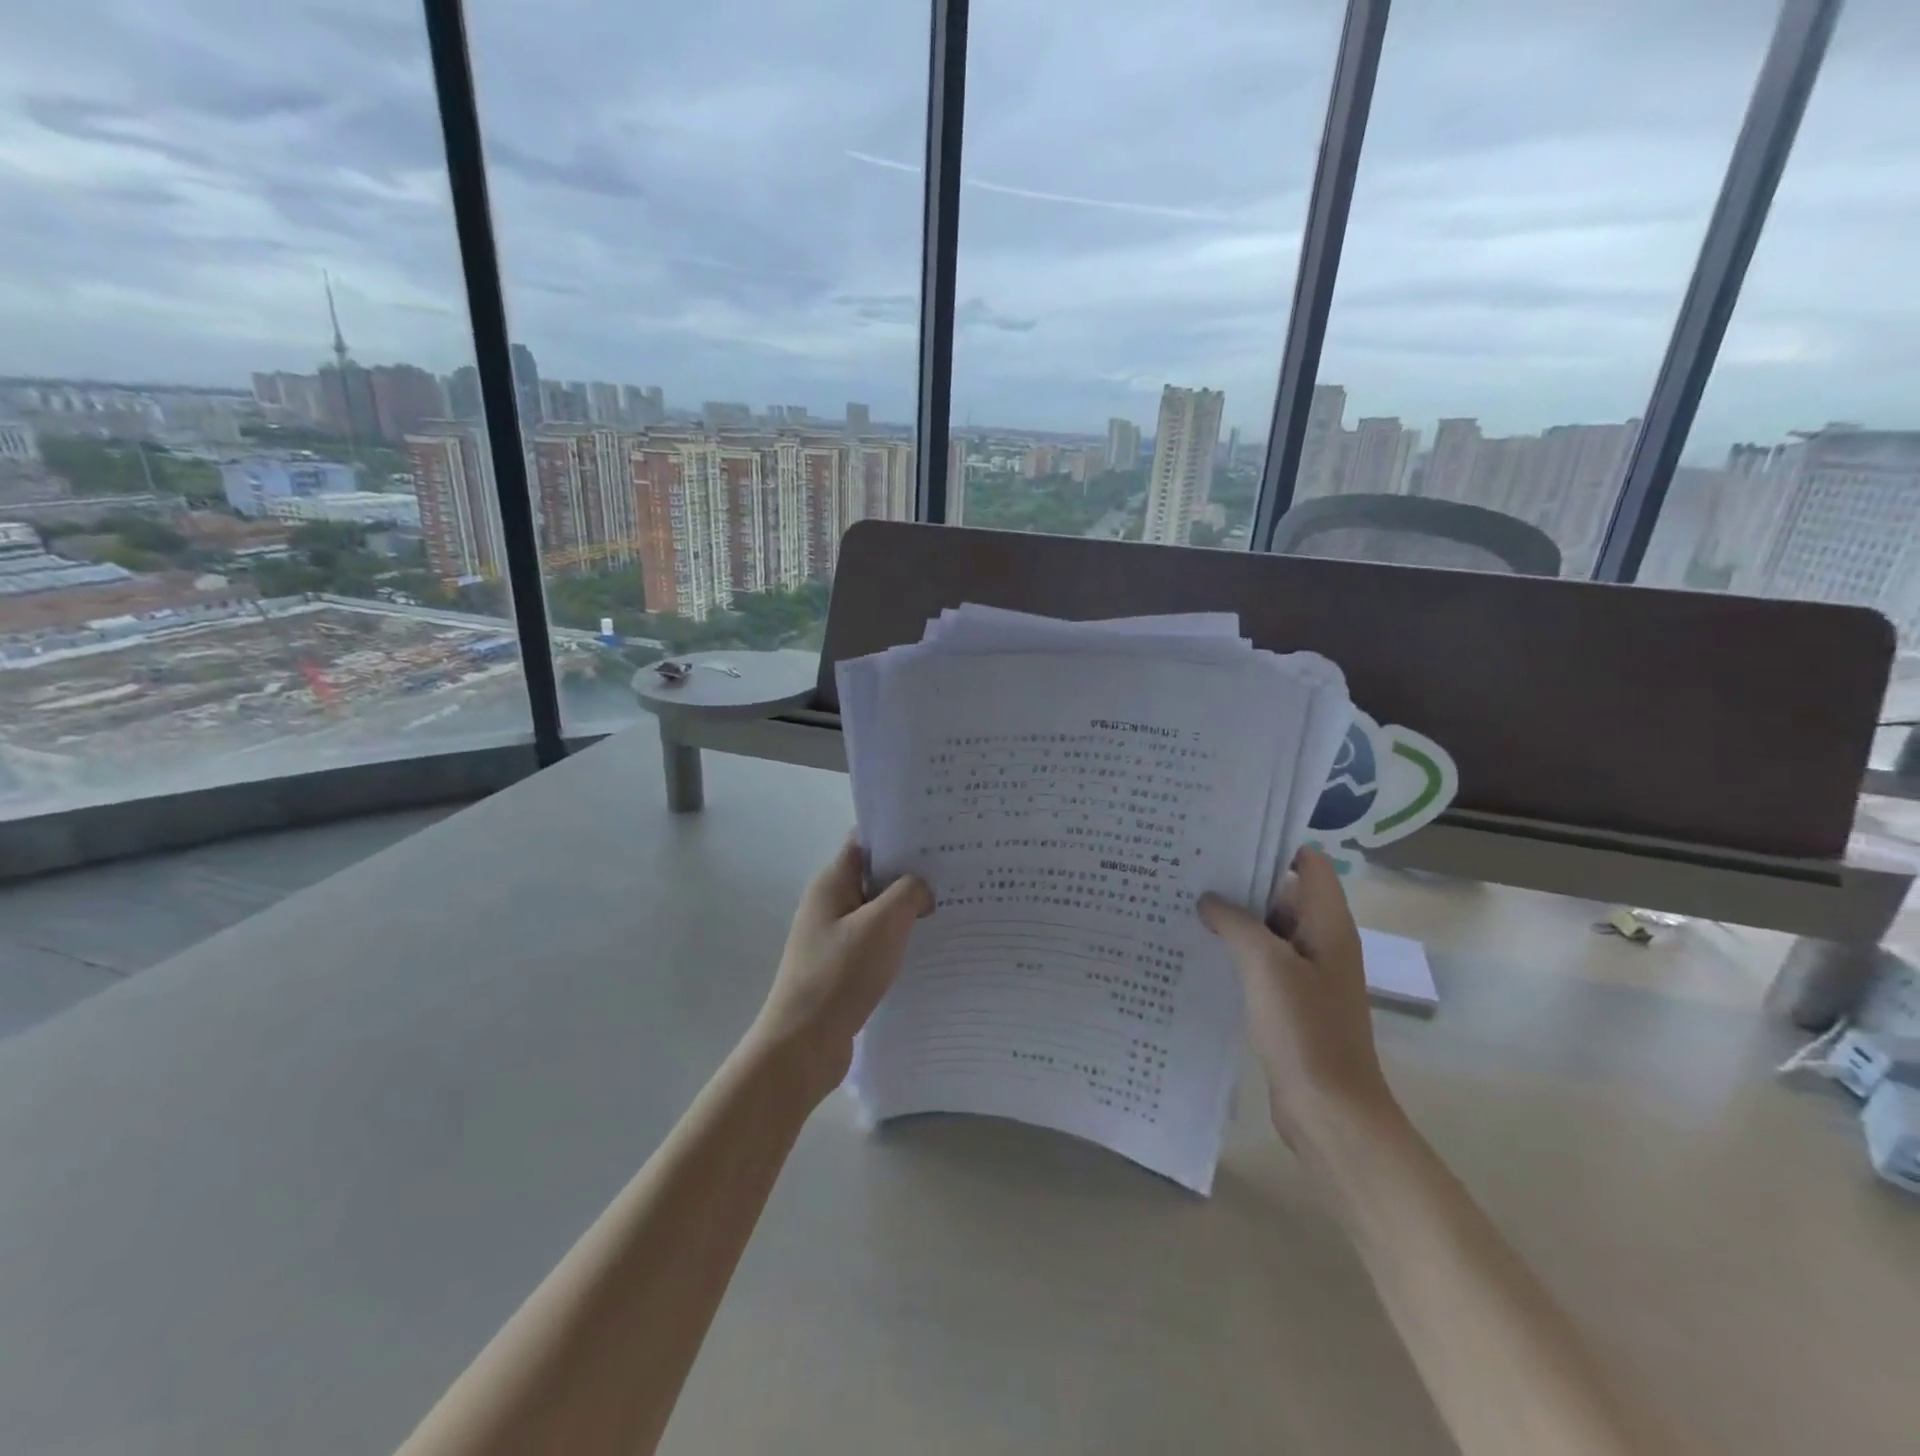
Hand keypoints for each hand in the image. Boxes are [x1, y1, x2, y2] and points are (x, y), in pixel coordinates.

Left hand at [750, 839, 931, 1102]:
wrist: (802, 1046)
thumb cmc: (839, 975)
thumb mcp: (882, 924)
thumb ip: (908, 893)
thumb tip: (922, 888)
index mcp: (831, 884)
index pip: (864, 841)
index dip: (897, 833)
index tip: (936, 834)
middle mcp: (830, 905)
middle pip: (874, 876)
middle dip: (910, 872)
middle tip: (955, 870)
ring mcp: (834, 938)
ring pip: (878, 911)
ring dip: (908, 909)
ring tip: (951, 905)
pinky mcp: (842, 968)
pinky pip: (877, 942)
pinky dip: (899, 940)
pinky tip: (929, 946)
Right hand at [1199, 848, 1399, 1149]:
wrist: (1330, 1111)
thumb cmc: (1305, 1030)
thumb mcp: (1265, 966)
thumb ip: (1236, 923)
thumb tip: (1209, 899)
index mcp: (1328, 925)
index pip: (1309, 864)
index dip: (1273, 846)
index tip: (1226, 838)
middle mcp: (1322, 942)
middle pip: (1282, 894)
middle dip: (1241, 882)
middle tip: (1190, 869)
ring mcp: (1307, 974)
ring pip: (1268, 931)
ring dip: (1234, 919)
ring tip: (1184, 903)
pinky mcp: (1291, 1002)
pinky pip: (1262, 963)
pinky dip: (1236, 952)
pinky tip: (1198, 949)